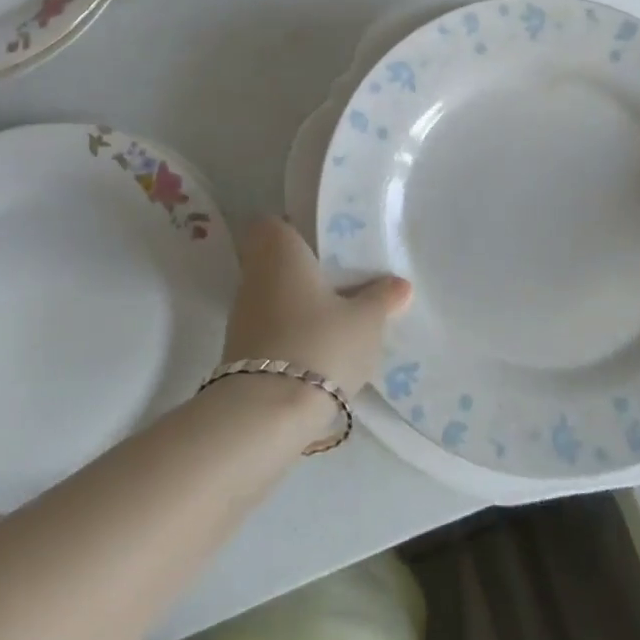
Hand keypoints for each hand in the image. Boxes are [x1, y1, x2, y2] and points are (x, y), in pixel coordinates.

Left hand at [220, 217, 411, 395]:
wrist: (266, 414)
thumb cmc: (320, 344)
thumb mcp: (365, 321)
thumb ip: (382, 298)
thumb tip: (399, 284)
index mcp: (280, 250)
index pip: (274, 224)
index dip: (297, 231)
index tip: (326, 247)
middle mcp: (254, 275)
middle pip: (277, 262)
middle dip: (307, 273)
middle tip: (345, 286)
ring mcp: (242, 315)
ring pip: (275, 297)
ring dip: (300, 307)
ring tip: (339, 323)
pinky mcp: (239, 353)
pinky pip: (271, 329)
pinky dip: (291, 335)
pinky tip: (320, 353)